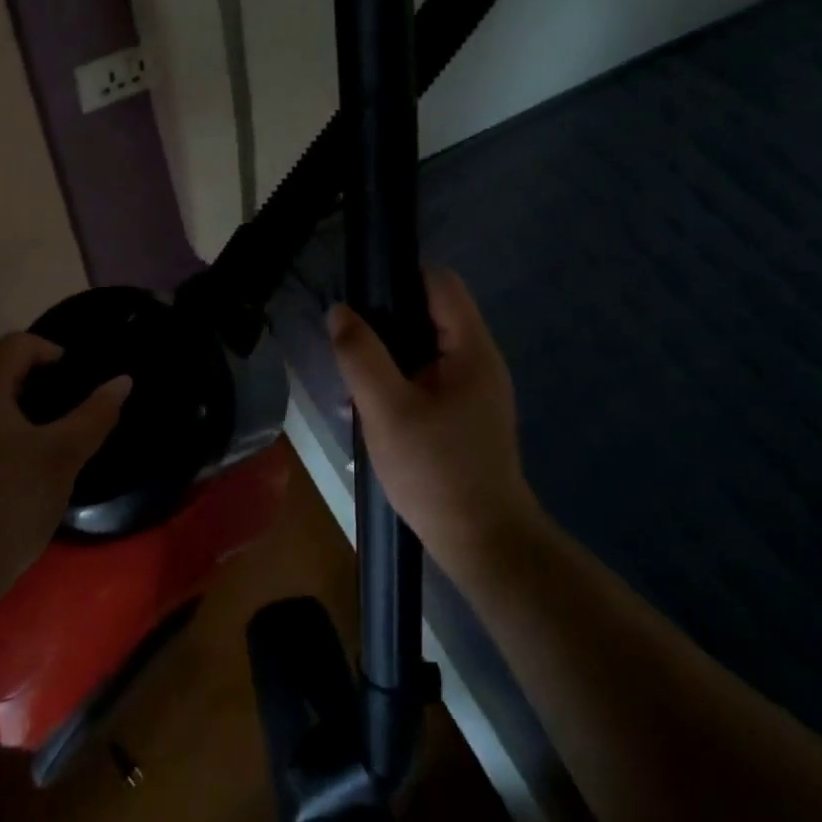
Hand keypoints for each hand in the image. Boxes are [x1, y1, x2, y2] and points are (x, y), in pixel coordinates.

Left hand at [0, 335, 128, 609]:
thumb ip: (94, 415)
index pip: (15, 344)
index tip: (74, 378)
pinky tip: (4, 465)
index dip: (50, 351)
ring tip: (37, 438)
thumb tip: (122, 381)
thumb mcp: (61, 459)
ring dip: (7, 409)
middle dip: (30, 383)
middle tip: (61, 411)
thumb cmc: (7, 506)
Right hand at [328, 268, 538, 571]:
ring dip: (388, 356)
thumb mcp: (387, 410)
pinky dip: (399, 380)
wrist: (483, 544)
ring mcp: (473, 388)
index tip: (360, 298)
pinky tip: (374, 408)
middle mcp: (478, 359)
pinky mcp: (464, 413)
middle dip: (386, 322)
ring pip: (424, 347)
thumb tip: (339, 311)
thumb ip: (360, 355)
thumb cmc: (436, 472)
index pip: (439, 282)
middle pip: (429, 311)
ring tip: (355, 381)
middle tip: (350, 347)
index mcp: (471, 348)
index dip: (399, 278)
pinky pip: (427, 376)